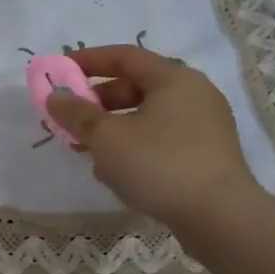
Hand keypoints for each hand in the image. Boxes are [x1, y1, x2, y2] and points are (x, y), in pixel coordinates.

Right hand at [44, 45, 259, 226]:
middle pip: (136, 87)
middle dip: (97, 102)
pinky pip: (161, 140)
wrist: (219, 217)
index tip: (59, 71)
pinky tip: (114, 172)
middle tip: (70, 119)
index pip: (124, 56)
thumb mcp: (106, 137)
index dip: (87, 60)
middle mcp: (194, 94)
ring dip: (112, 128)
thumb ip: (76, 114)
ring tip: (86, 150)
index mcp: (174, 78)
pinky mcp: (207, 155)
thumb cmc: (158, 164)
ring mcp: (204, 126)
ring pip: (147, 117)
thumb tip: (55, 96)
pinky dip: (134, 146)